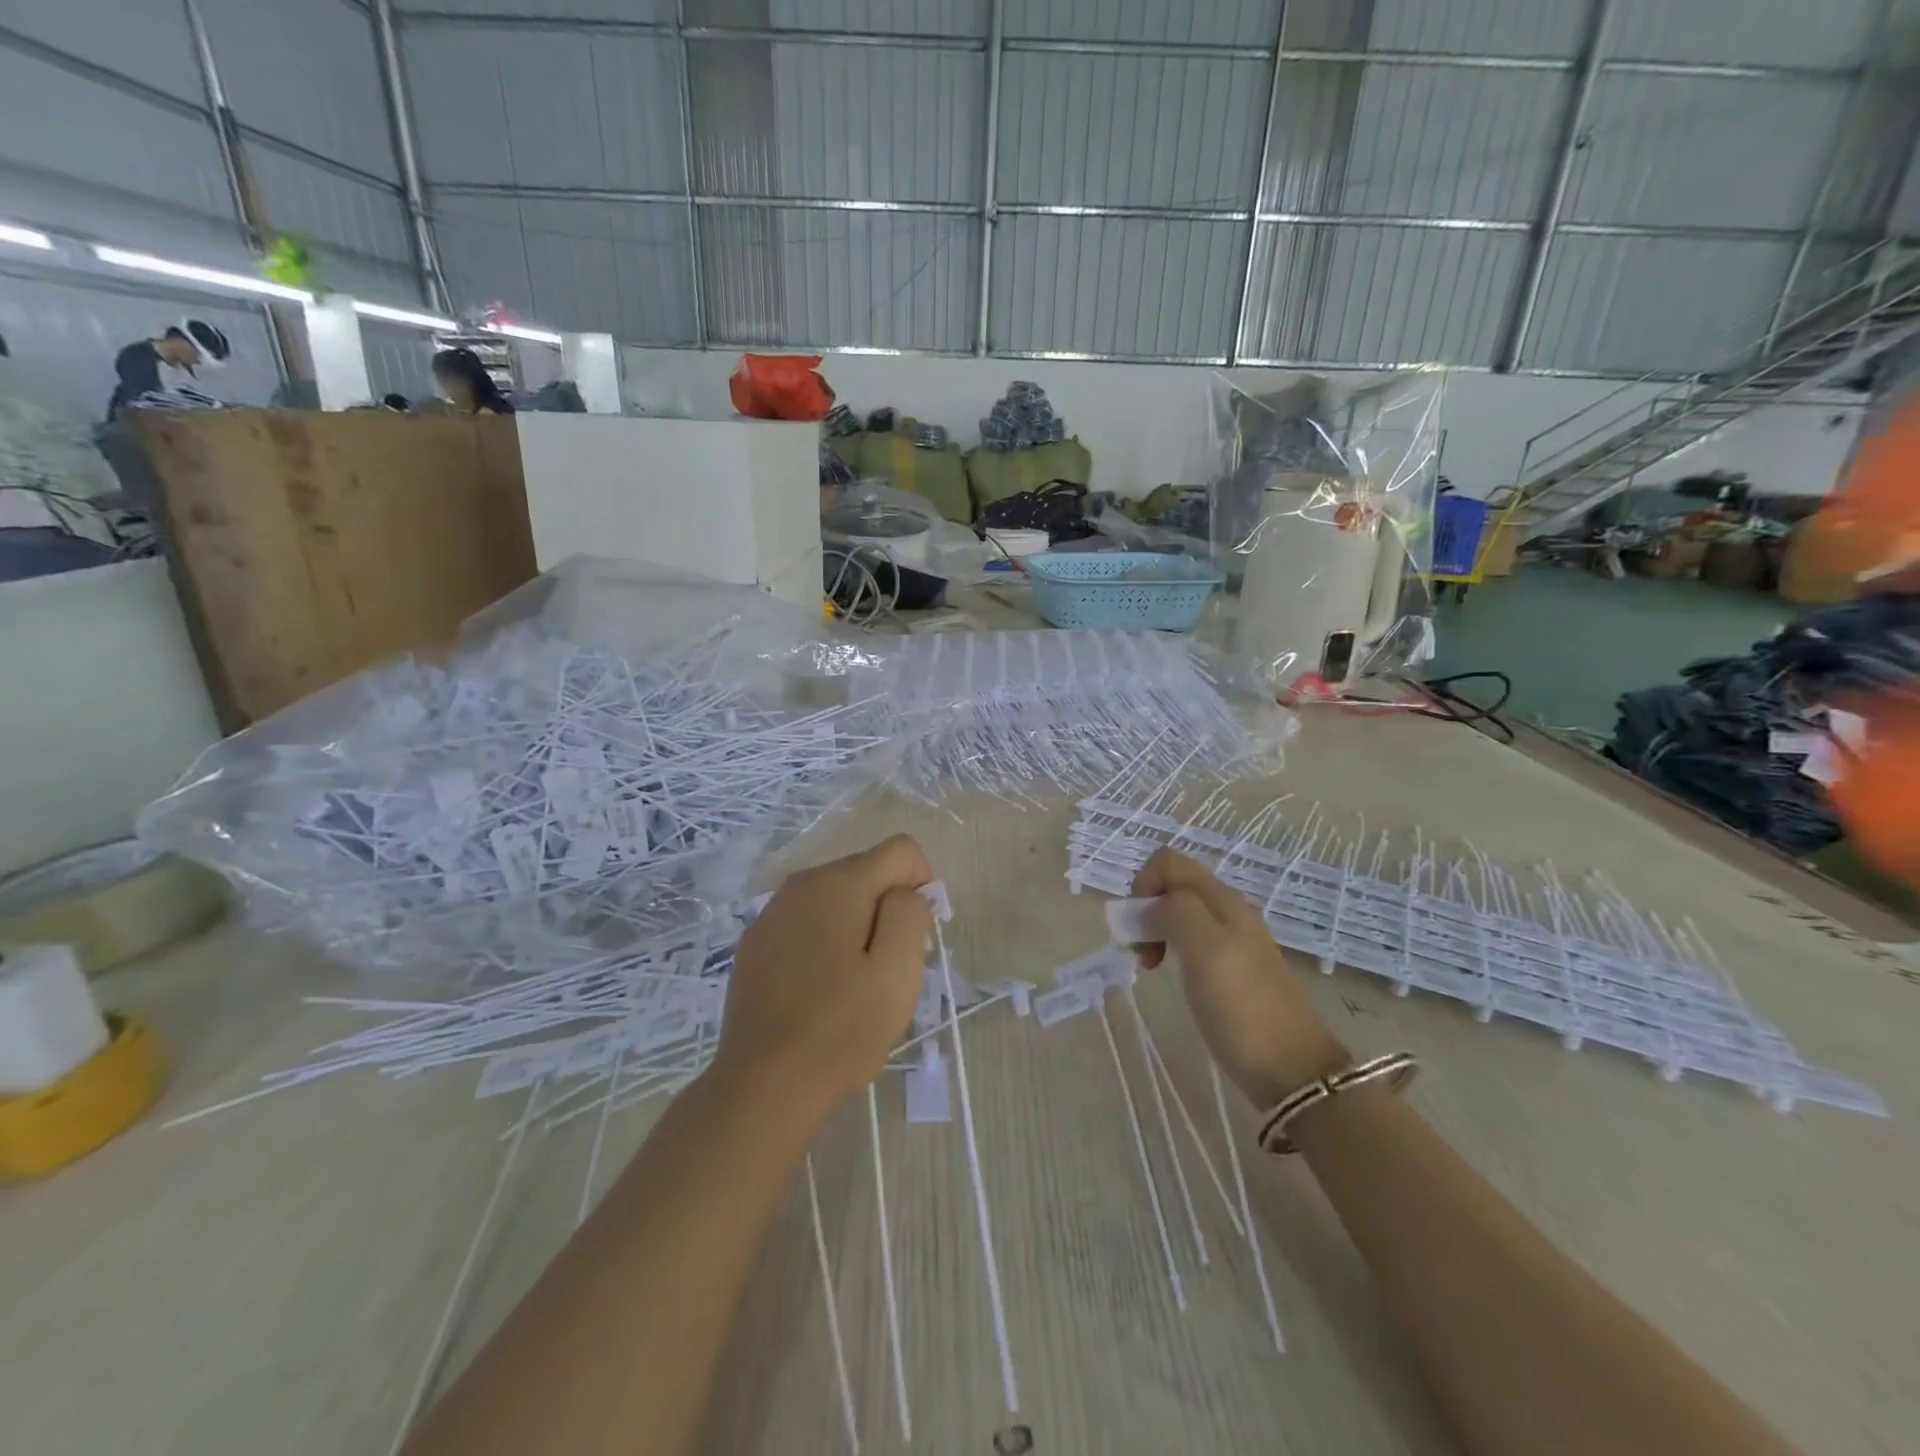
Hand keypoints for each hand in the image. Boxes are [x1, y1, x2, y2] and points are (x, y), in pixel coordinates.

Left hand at [709, 835, 933, 1131]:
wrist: (762, 1087)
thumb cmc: (840, 1030)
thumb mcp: (897, 971)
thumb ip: (910, 913)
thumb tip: (905, 892)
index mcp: (838, 883)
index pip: (901, 851)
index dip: (922, 886)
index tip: (916, 938)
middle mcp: (800, 885)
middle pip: (867, 873)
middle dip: (888, 909)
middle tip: (888, 970)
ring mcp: (771, 914)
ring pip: (836, 900)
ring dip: (857, 928)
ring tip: (854, 985)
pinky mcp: (755, 944)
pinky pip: (807, 925)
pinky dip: (825, 944)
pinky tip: (819, 992)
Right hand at [1132, 847, 1347, 1107]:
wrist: (1293, 1071)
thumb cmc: (1242, 1007)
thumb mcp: (1204, 949)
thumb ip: (1175, 911)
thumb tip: (1153, 905)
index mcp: (1222, 900)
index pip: (1168, 861)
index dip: (1143, 883)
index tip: (1138, 925)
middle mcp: (1229, 911)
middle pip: (1174, 885)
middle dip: (1146, 908)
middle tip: (1141, 950)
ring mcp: (1234, 940)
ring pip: (1181, 913)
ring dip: (1156, 930)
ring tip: (1150, 965)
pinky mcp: (1234, 969)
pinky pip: (1193, 940)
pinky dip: (1171, 949)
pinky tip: (1172, 975)